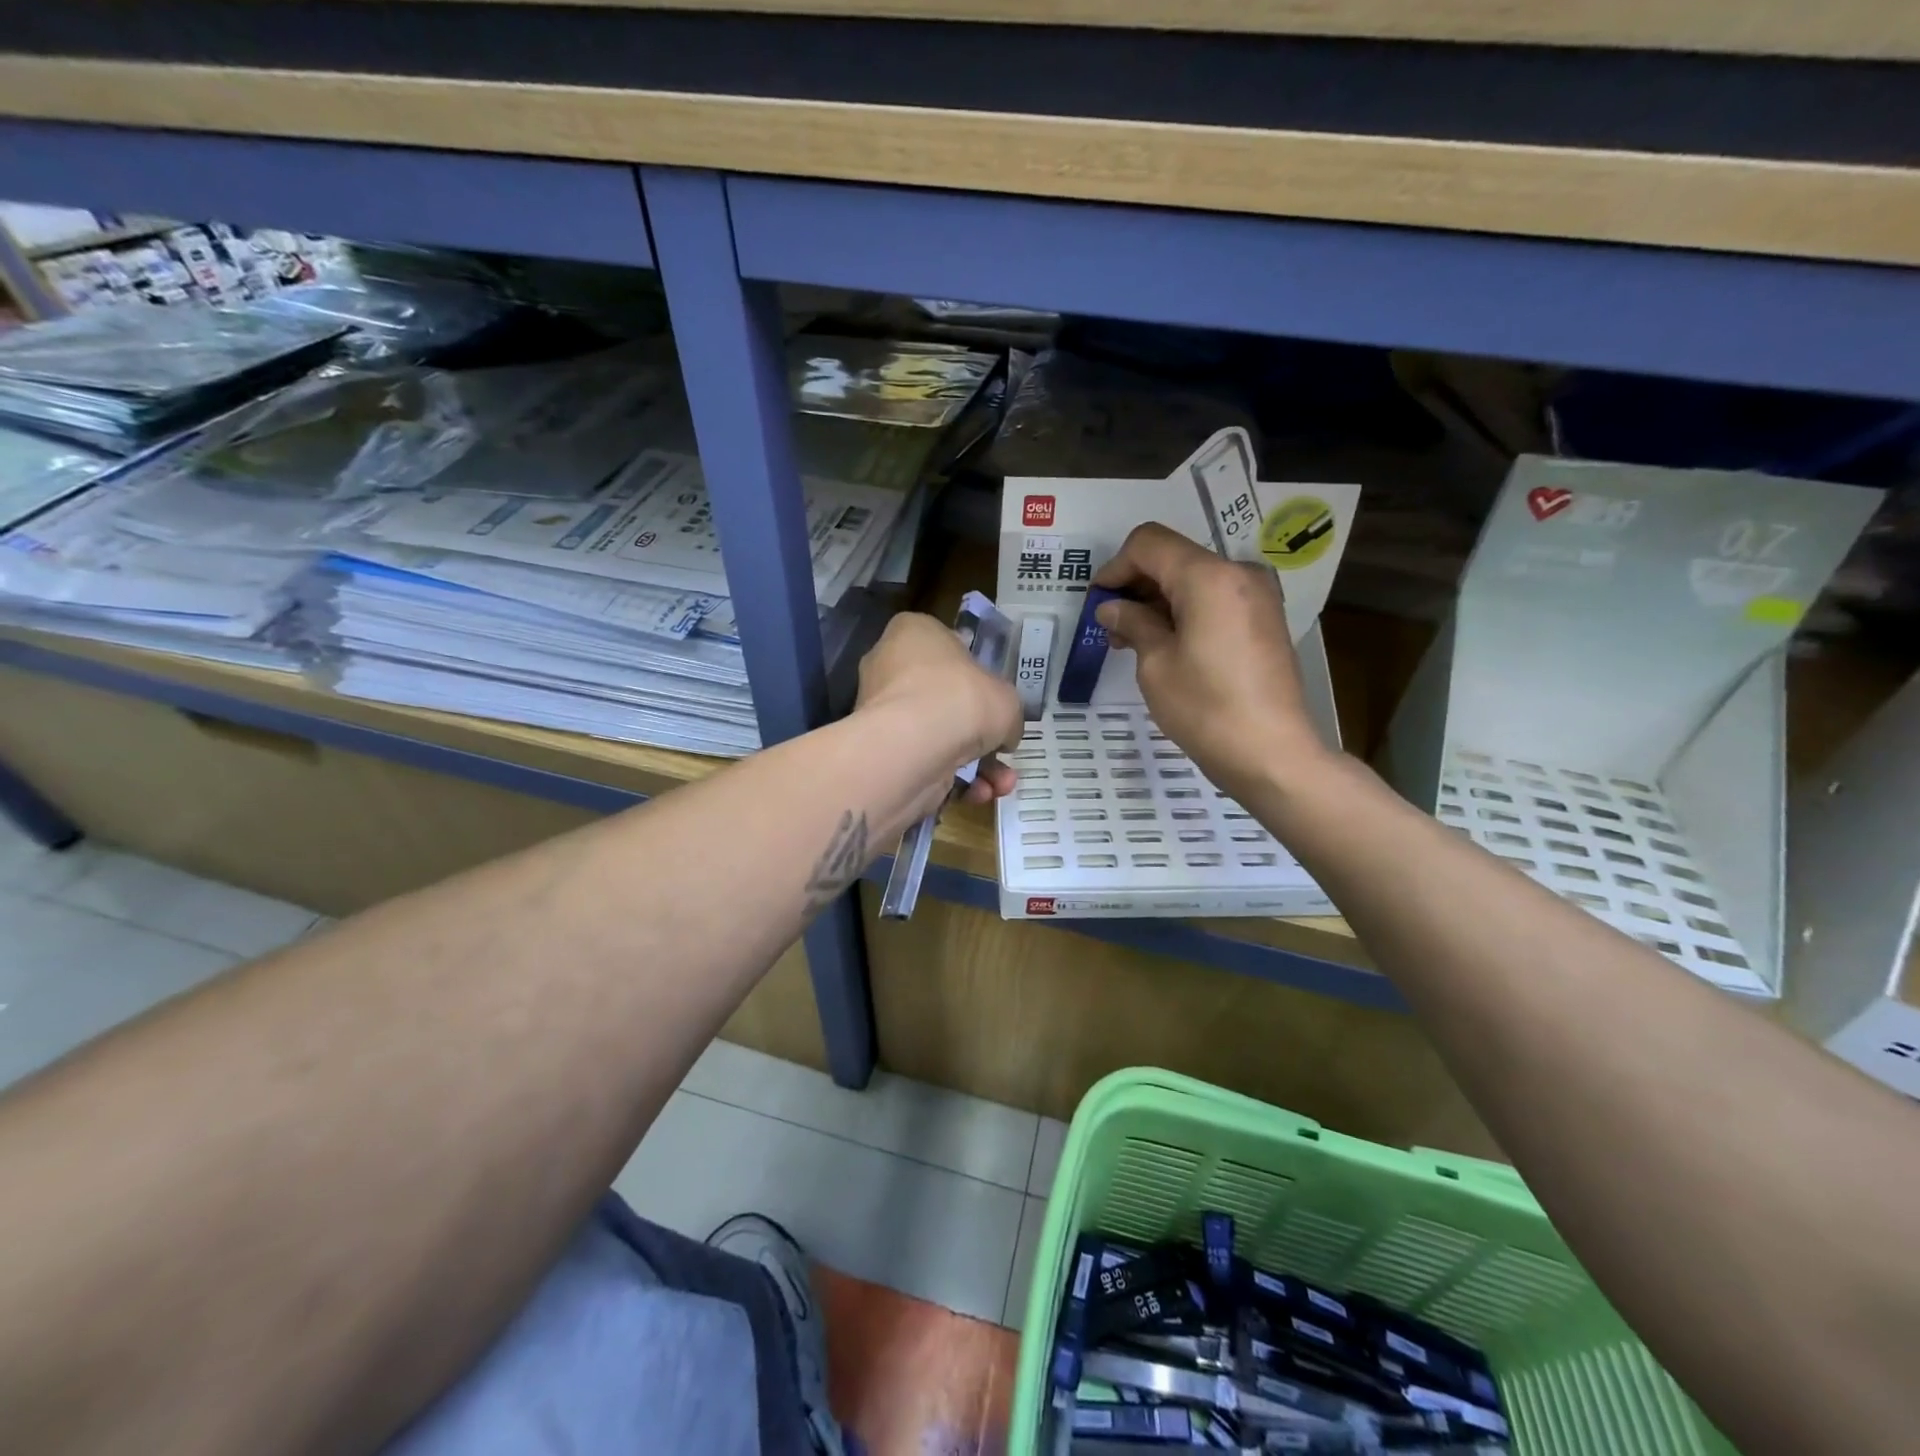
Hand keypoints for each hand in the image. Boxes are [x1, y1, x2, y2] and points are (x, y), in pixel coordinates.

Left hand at [855, 612, 1022, 809]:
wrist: (915, 745)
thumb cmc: (962, 698)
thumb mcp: (1007, 698)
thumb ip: (1007, 713)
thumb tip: (1004, 734)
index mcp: (913, 633)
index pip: (946, 646)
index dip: (974, 673)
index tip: (993, 697)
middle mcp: (889, 667)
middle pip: (942, 698)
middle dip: (979, 732)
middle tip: (1003, 749)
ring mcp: (881, 711)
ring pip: (936, 736)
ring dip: (975, 764)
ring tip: (1001, 785)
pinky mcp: (880, 751)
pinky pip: (923, 761)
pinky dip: (952, 780)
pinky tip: (978, 794)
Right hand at [1094, 523, 1331, 795]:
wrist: (1271, 753)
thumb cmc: (1205, 708)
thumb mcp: (1156, 665)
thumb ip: (1133, 623)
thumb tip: (1112, 607)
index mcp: (1208, 577)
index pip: (1149, 543)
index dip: (1115, 567)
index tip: (1097, 602)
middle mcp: (1238, 573)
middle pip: (1174, 557)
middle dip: (1136, 584)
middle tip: (1110, 626)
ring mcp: (1257, 596)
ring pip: (1194, 579)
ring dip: (1159, 600)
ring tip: (1133, 640)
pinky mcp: (1264, 619)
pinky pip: (1215, 599)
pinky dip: (1185, 611)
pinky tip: (1166, 645)